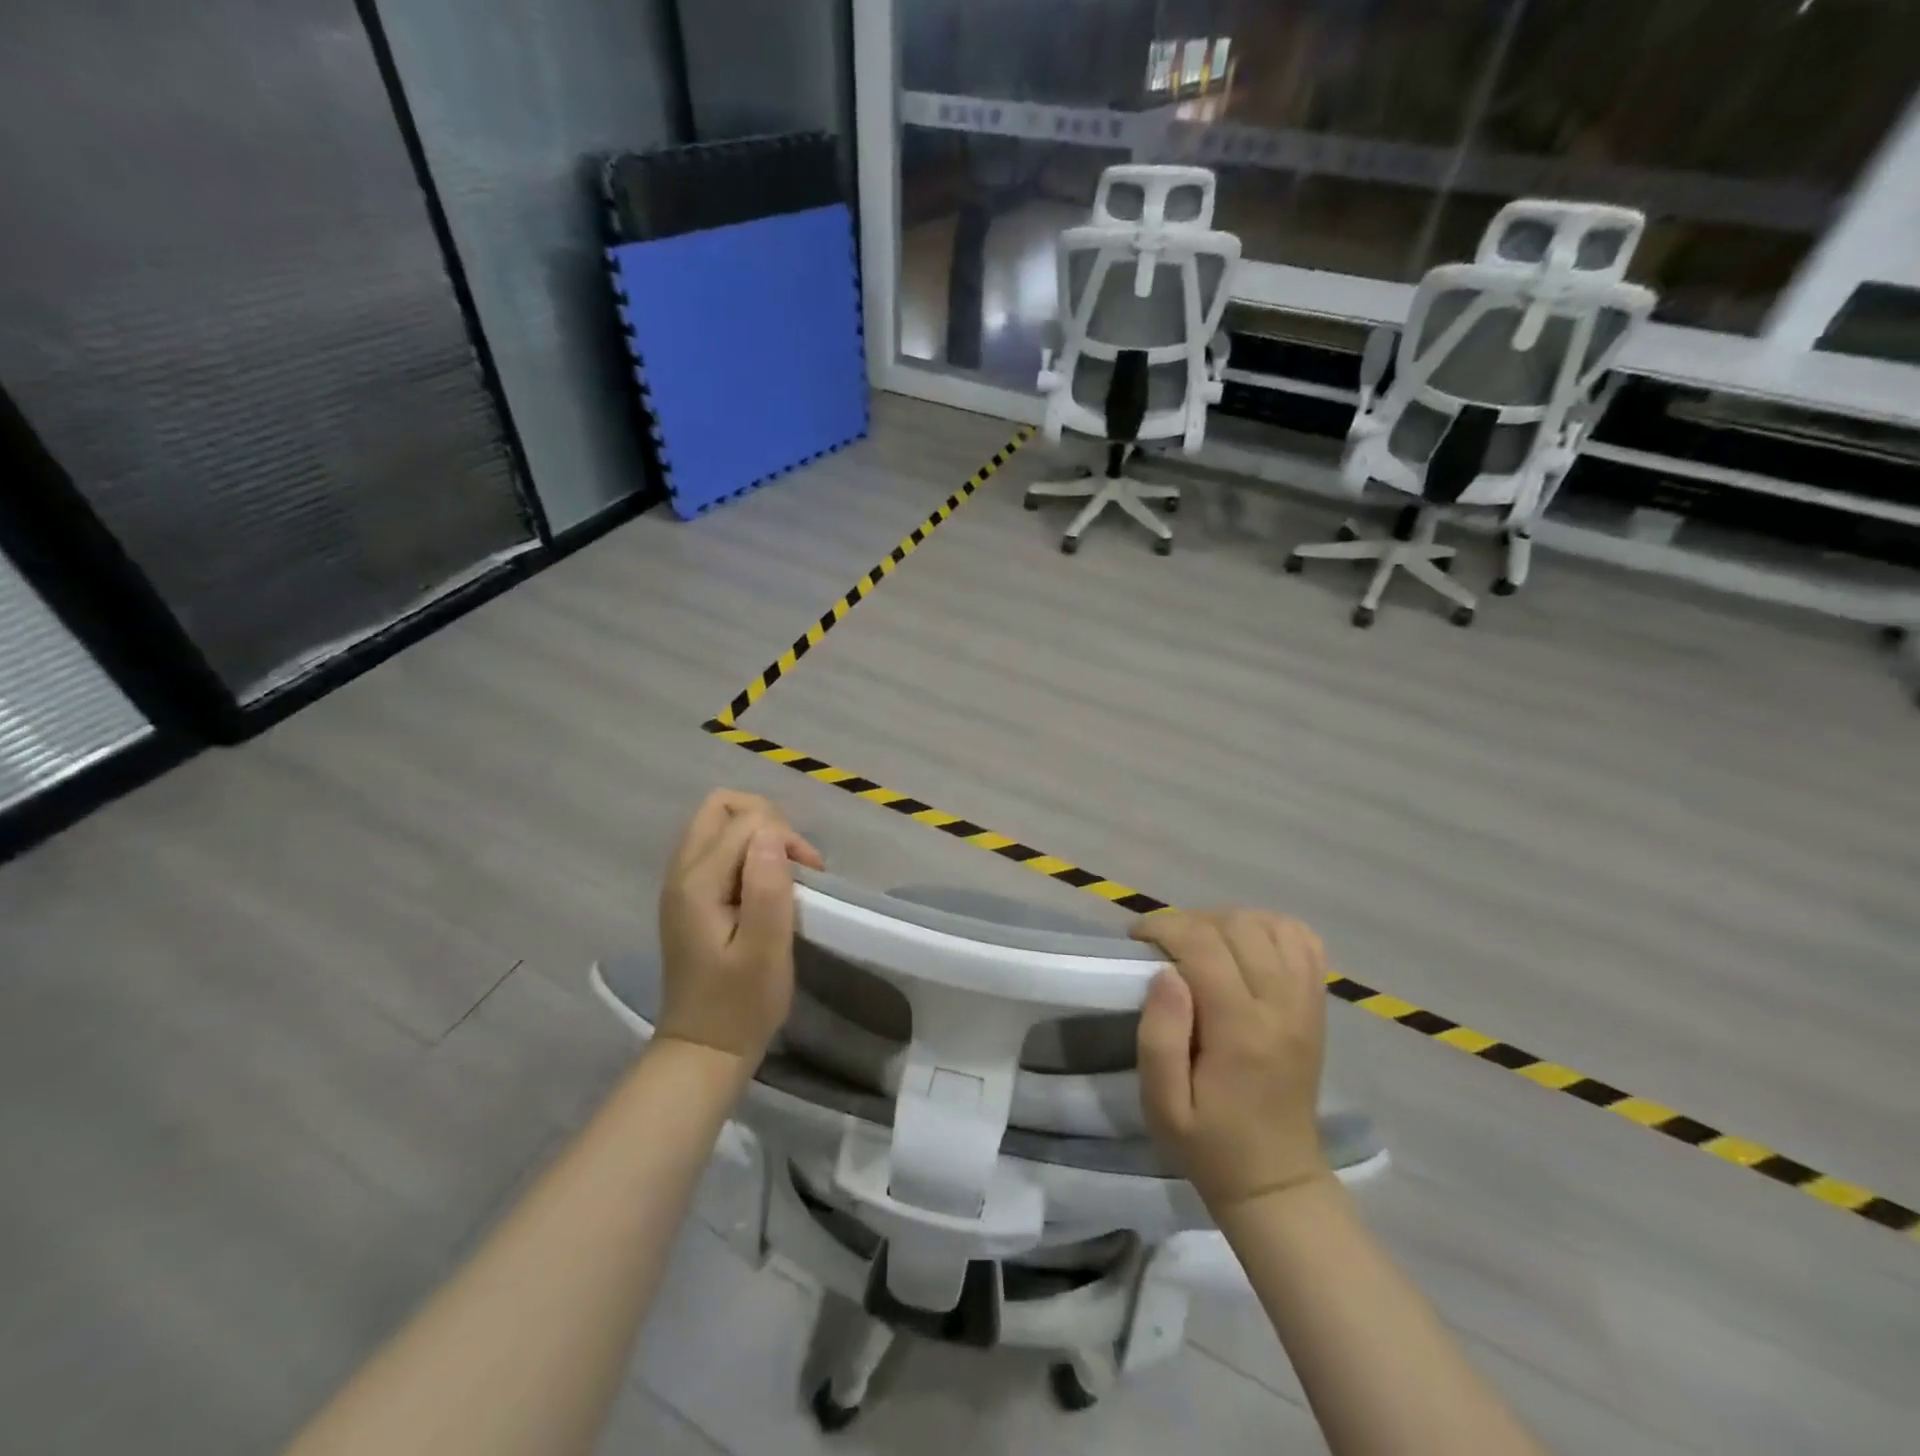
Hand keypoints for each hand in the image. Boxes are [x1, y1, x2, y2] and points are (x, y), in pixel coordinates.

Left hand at [656, 790, 824, 1063]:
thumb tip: (772, 834)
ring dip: (756, 833)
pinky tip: (764, 884)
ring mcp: (680, 884)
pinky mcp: (689, 897)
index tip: (810, 876)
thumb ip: (767, 887)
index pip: (746, 821)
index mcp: (697, 883)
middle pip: (720, 806)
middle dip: (766, 819)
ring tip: (784, 870)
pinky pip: (715, 848)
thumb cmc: (741, 1004)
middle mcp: (681, 873)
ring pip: (716, 824)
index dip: (786, 836)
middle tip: (793, 859)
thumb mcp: (765, 950)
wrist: (704, 1050)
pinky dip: (745, 851)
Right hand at [1131, 909, 1330, 1213]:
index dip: (1165, 927)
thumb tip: (1165, 973)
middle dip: (1191, 921)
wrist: (1276, 1180)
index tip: (1137, 939)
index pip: (1205, 946)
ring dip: (1229, 921)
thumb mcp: (1162, 1105)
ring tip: (1201, 944)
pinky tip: (1245, 945)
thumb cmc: (1208, 1143)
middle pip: (1239, 926)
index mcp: (1241, 1032)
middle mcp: (1281, 1007)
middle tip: (1163, 945)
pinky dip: (1272, 928)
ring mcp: (1306, 1004)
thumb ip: (1159, 1037)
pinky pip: (1305, 942)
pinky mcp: (1316, 1006)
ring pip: (1272, 925)